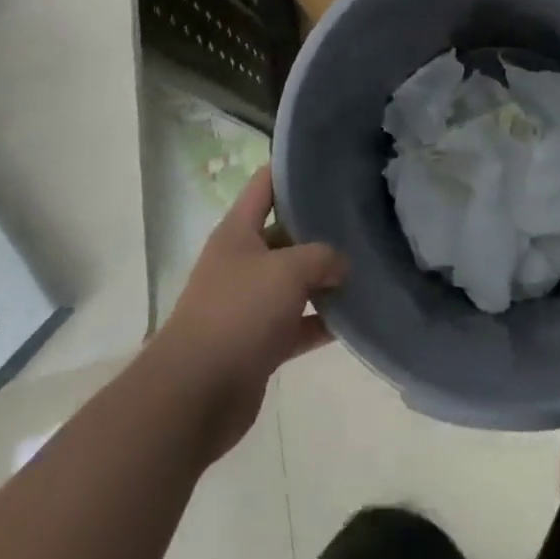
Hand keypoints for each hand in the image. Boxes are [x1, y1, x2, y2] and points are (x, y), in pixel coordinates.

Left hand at [154, 166, 347, 460]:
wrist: (194, 396)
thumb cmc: (238, 314)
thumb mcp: (287, 271)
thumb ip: (321, 257)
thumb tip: (342, 263)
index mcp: (238, 230)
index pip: (266, 183)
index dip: (294, 168)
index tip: (330, 162)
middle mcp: (242, 260)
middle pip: (284, 232)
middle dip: (318, 227)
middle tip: (361, 216)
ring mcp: (248, 302)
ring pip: (292, 280)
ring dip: (323, 278)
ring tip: (365, 265)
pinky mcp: (258, 342)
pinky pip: (295, 323)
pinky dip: (319, 321)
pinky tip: (352, 319)